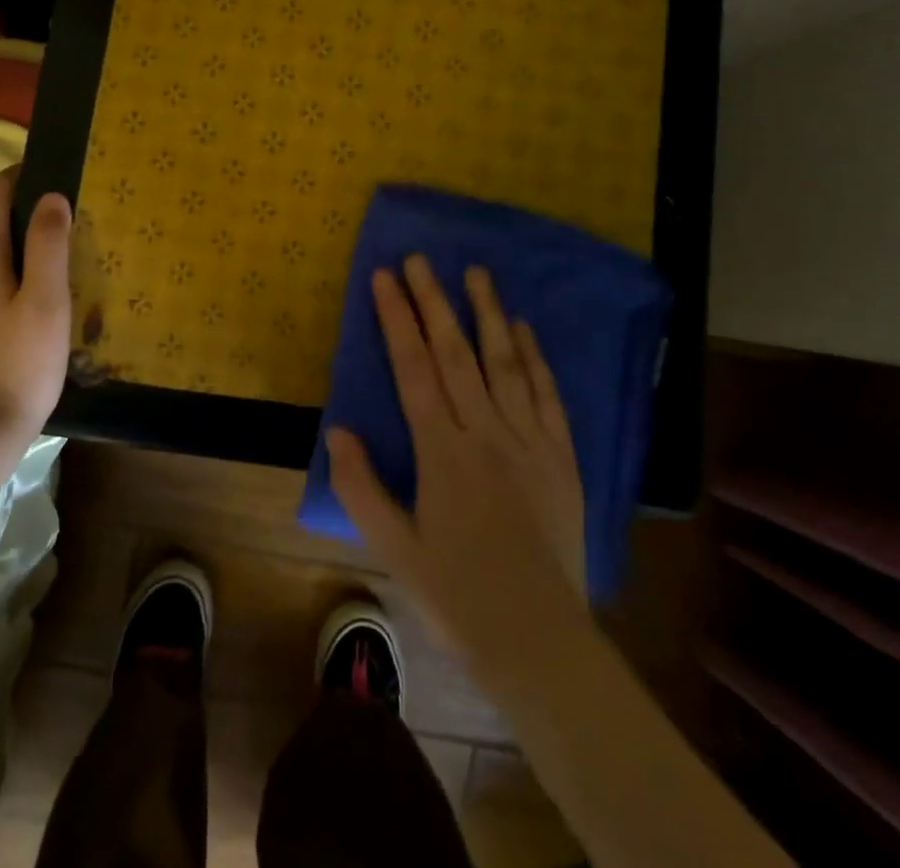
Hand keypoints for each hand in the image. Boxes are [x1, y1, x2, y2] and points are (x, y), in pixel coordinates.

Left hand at [0, 166, 70, 443]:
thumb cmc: (19, 365)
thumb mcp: (48, 302)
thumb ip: (49, 244)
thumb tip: (50, 196)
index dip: (18, 179)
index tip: (45, 178)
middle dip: (21, 244)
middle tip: (59, 270)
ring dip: (4, 281)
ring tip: (37, 312)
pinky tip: (7, 341)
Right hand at [328, 256, 588, 664]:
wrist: (539, 641)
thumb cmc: (457, 596)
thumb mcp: (394, 551)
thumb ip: (361, 488)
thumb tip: (338, 430)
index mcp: (443, 453)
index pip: (414, 368)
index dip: (396, 318)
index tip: (384, 277)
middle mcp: (487, 433)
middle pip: (457, 353)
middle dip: (434, 301)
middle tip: (420, 258)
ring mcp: (529, 441)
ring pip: (505, 363)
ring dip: (488, 314)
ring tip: (475, 273)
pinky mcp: (561, 457)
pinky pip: (547, 395)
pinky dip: (535, 358)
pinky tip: (524, 328)